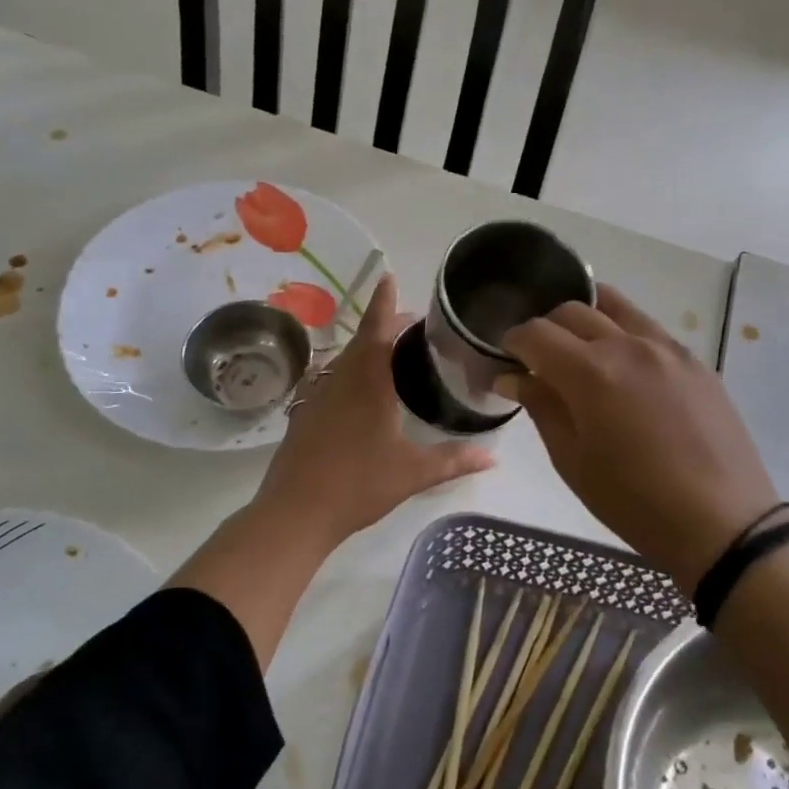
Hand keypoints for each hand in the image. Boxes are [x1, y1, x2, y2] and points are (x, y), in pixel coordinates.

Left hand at [254, 274, 495, 549]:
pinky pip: (333, 380)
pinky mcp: (305, 415)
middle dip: (384, 325)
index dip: (385, 302)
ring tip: (391, 354)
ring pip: (345, 361)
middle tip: (410, 323)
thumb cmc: (357, 486)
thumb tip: (494, 458)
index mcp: (368, 383)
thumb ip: (453, 461)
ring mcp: (318, 397)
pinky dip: (352, 373)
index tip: (389, 276)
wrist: (295, 511)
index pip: (378, 330)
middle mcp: (340, 380)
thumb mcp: (412, 474)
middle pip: (362, 341)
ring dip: (367, 349)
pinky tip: (363, 393)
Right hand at [500, 286, 779, 594]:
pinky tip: (622, 367)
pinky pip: (647, 328)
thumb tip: (511, 377)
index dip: (512, 342)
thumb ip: (541, 407)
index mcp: (590, 372)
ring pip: (614, 306)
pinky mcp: (695, 360)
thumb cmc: (634, 502)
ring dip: (586, 319)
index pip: (536, 333)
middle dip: (545, 329)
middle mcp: (627, 345)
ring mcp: (667, 347)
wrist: (722, 523)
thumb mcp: (572, 461)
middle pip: (572, 310)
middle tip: (539, 360)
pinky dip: (622, 332)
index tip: (505, 360)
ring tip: (579, 350)